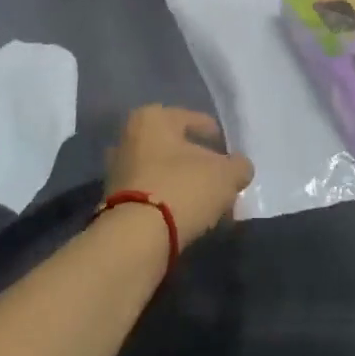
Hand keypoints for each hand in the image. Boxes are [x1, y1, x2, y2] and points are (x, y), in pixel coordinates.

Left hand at [106, 106, 253, 245]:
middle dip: (199, 164)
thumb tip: (239, 168)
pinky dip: (171, 202)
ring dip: (186, 185)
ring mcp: (118, 170)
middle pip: (176, 148)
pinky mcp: (115, 201)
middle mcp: (128, 137)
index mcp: (152, 118)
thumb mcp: (226, 175)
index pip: (192, 119)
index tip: (229, 151)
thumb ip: (238, 166)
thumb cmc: (182, 188)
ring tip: (210, 203)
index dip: (215, 135)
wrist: (136, 237)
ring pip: (164, 172)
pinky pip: (153, 194)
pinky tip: (191, 216)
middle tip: (222, 180)